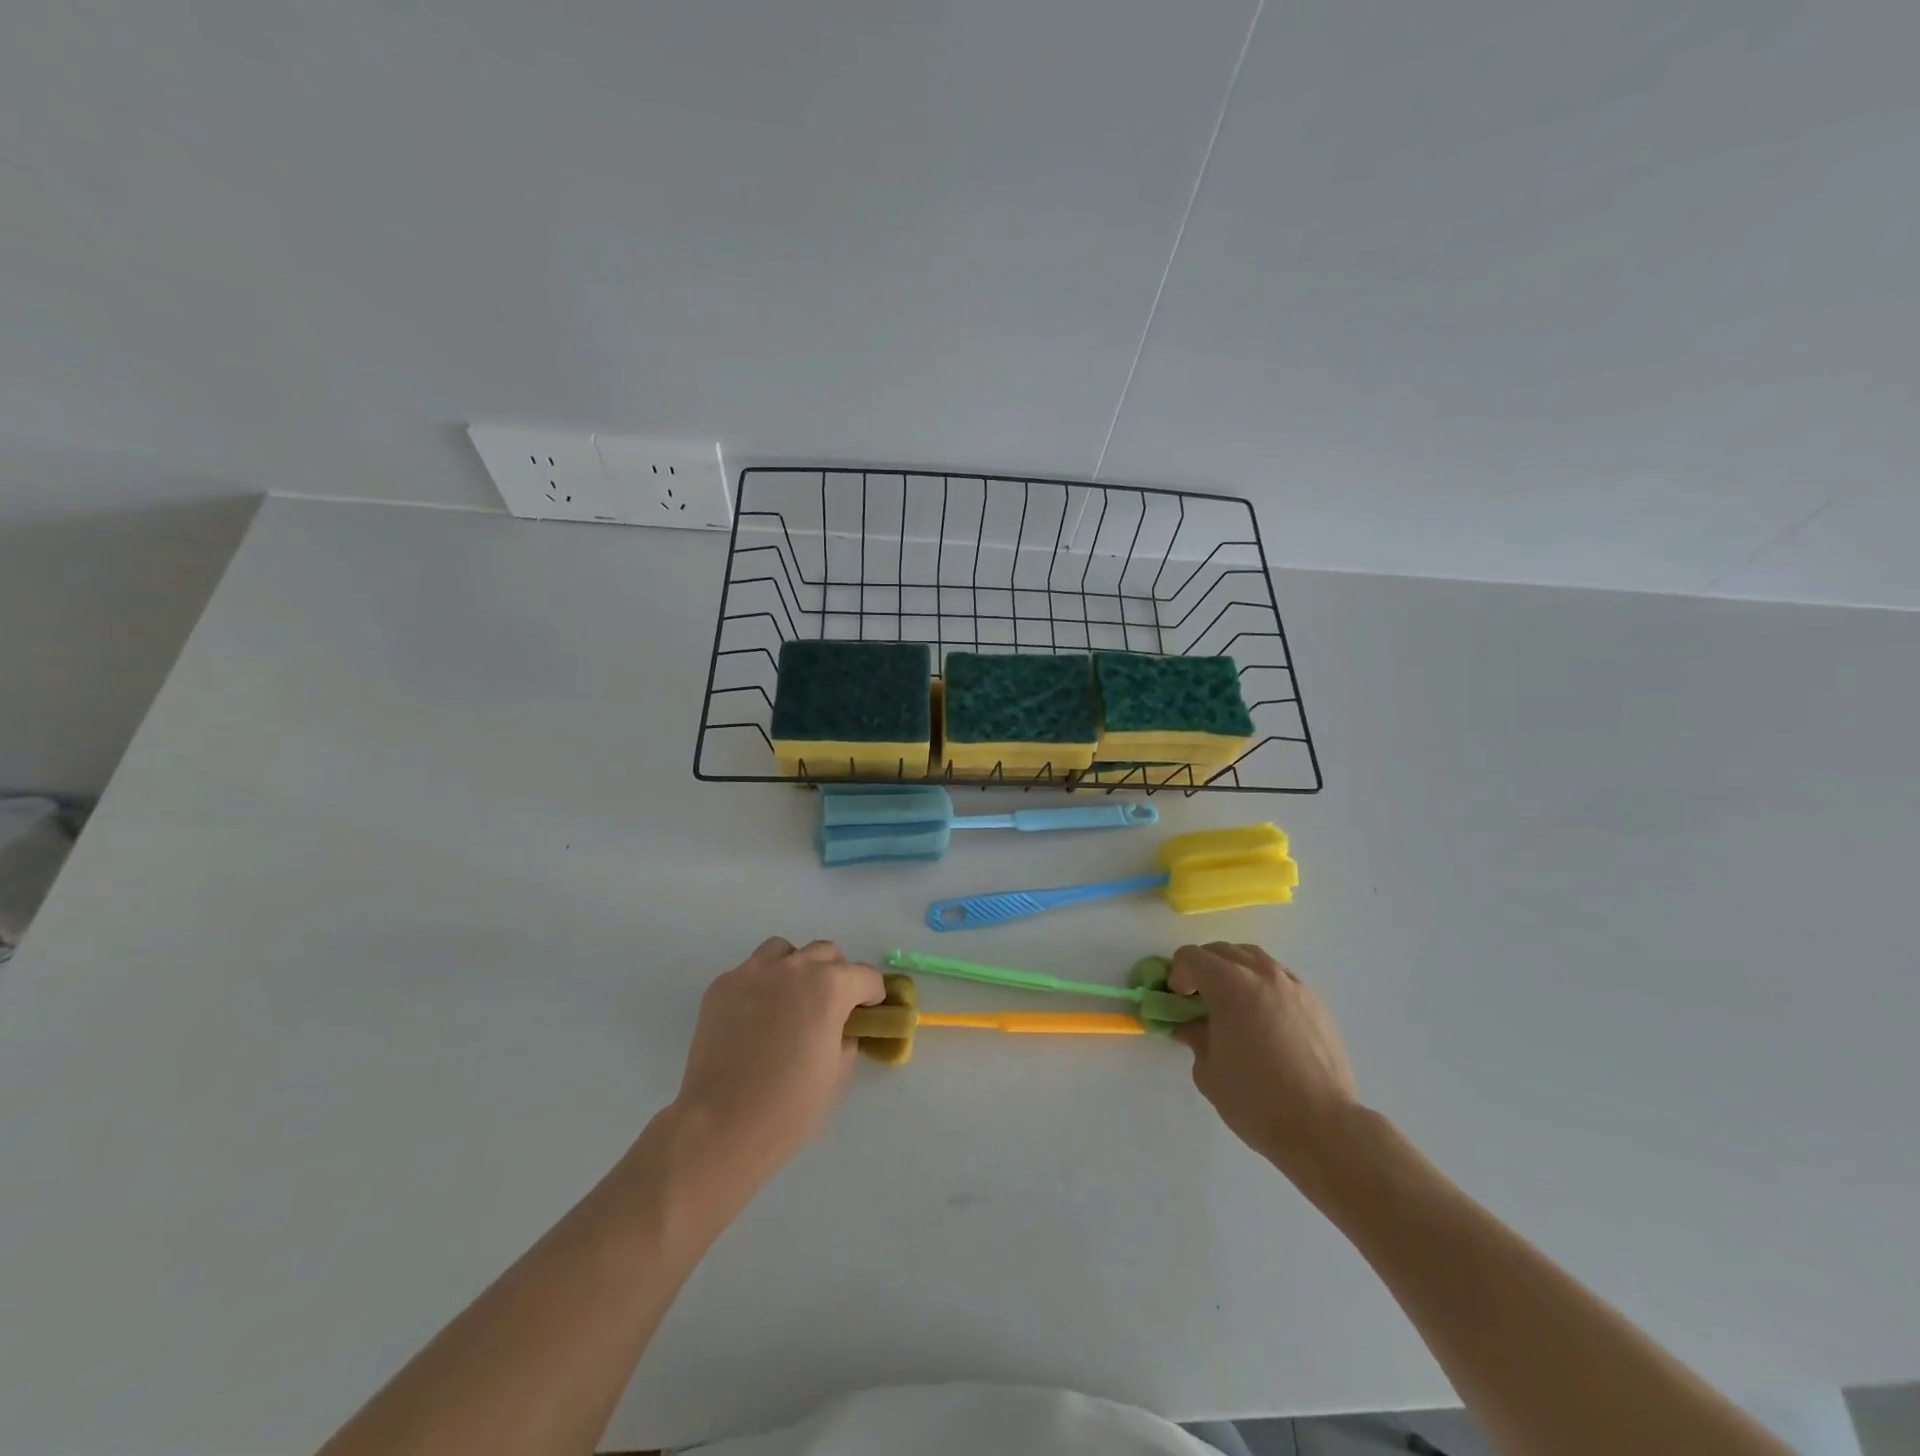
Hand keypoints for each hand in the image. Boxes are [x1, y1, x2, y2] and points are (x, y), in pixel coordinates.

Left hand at [672, 937, 883, 1193]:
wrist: (722, 1125)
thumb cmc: (790, 1106)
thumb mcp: (838, 1072)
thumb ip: (847, 1036)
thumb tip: (841, 1025)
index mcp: (830, 987)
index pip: (865, 976)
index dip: (872, 995)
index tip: (867, 1012)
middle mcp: (794, 967)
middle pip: (827, 953)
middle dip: (837, 975)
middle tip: (830, 1007)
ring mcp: (754, 972)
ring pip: (785, 951)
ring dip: (796, 968)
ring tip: (790, 1001)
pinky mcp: (722, 985)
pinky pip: (750, 972)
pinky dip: (760, 986)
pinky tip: (754, 1018)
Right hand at [1170, 942, 1360, 1177]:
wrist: (1323, 1126)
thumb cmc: (1256, 1099)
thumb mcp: (1208, 1070)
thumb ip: (1195, 1037)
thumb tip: (1192, 1026)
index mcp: (1230, 984)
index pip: (1192, 956)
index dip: (1177, 974)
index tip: (1177, 1001)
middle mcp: (1263, 974)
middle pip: (1223, 950)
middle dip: (1203, 967)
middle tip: (1198, 999)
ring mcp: (1294, 986)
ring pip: (1255, 958)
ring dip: (1234, 970)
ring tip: (1232, 1004)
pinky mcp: (1316, 1004)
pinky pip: (1280, 979)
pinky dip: (1262, 986)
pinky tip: (1263, 1019)